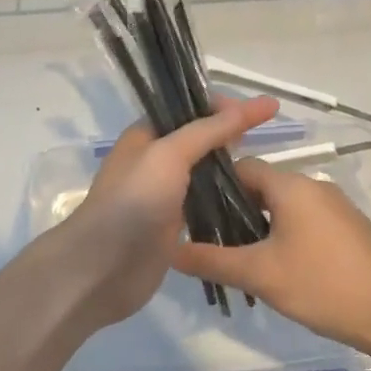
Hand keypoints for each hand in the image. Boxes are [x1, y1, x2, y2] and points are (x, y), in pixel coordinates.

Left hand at [55, 96, 279, 328]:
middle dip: (228, 135)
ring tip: (262, 167)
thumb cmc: (134, 201)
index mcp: (145, 136)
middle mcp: (153, 161)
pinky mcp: (172, 225)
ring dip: (228, 167)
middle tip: (263, 138)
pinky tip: (248, 198)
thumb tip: (253, 105)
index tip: (258, 112)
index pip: (187, 110)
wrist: (106, 265)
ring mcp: (162, 195)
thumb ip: (208, 130)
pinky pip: (203, 203)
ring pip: (201, 172)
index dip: (221, 107)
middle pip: (196, 139)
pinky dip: (223, 197)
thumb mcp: (169, 154)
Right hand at [171, 157, 370, 358]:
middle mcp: (315, 187)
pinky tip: (278, 268)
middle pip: (263, 187)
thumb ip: (211, 260)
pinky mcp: (350, 230)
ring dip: (260, 226)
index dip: (214, 186)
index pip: (243, 167)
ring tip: (240, 258)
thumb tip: (170, 251)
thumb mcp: (259, 275)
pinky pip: (306, 221)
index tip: (193, 213)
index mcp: (292, 186)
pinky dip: (285, 235)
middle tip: (212, 241)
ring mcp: (337, 208)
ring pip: (285, 207)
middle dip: (235, 210)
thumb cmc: (322, 286)